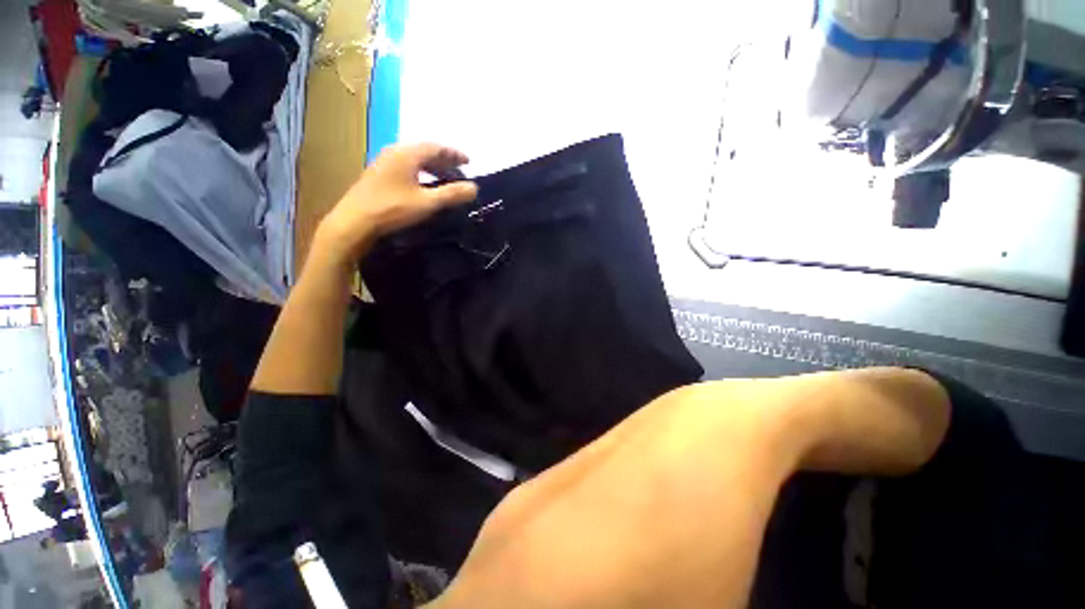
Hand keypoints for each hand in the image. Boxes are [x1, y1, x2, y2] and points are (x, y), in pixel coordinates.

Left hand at [317, 143, 477, 259]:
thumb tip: (475, 188)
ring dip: (432, 166)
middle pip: (425, 151)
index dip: (454, 154)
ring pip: (414, 159)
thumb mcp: (427, 202)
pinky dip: (420, 172)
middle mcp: (395, 152)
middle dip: (444, 160)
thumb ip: (452, 194)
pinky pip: (406, 166)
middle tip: (459, 170)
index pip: (436, 147)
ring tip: (445, 178)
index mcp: (407, 154)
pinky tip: (423, 184)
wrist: (355, 221)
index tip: (469, 162)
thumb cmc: (392, 209)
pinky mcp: (379, 174)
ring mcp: (384, 162)